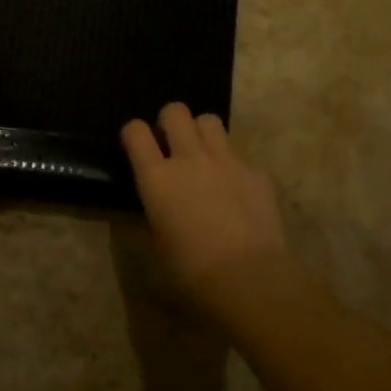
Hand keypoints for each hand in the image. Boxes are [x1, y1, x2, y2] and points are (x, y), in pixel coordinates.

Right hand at [122, 103, 288, 303]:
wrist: (249, 278)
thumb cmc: (191, 271)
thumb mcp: (156, 246)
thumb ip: (152, 215)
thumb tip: (154, 207)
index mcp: (157, 177)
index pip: (135, 131)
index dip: (133, 133)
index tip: (136, 145)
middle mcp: (190, 158)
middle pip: (175, 111)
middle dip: (170, 121)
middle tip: (172, 143)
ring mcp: (227, 160)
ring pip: (210, 120)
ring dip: (202, 132)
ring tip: (204, 155)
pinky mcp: (256, 172)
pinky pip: (240, 155)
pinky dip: (233, 166)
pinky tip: (237, 190)